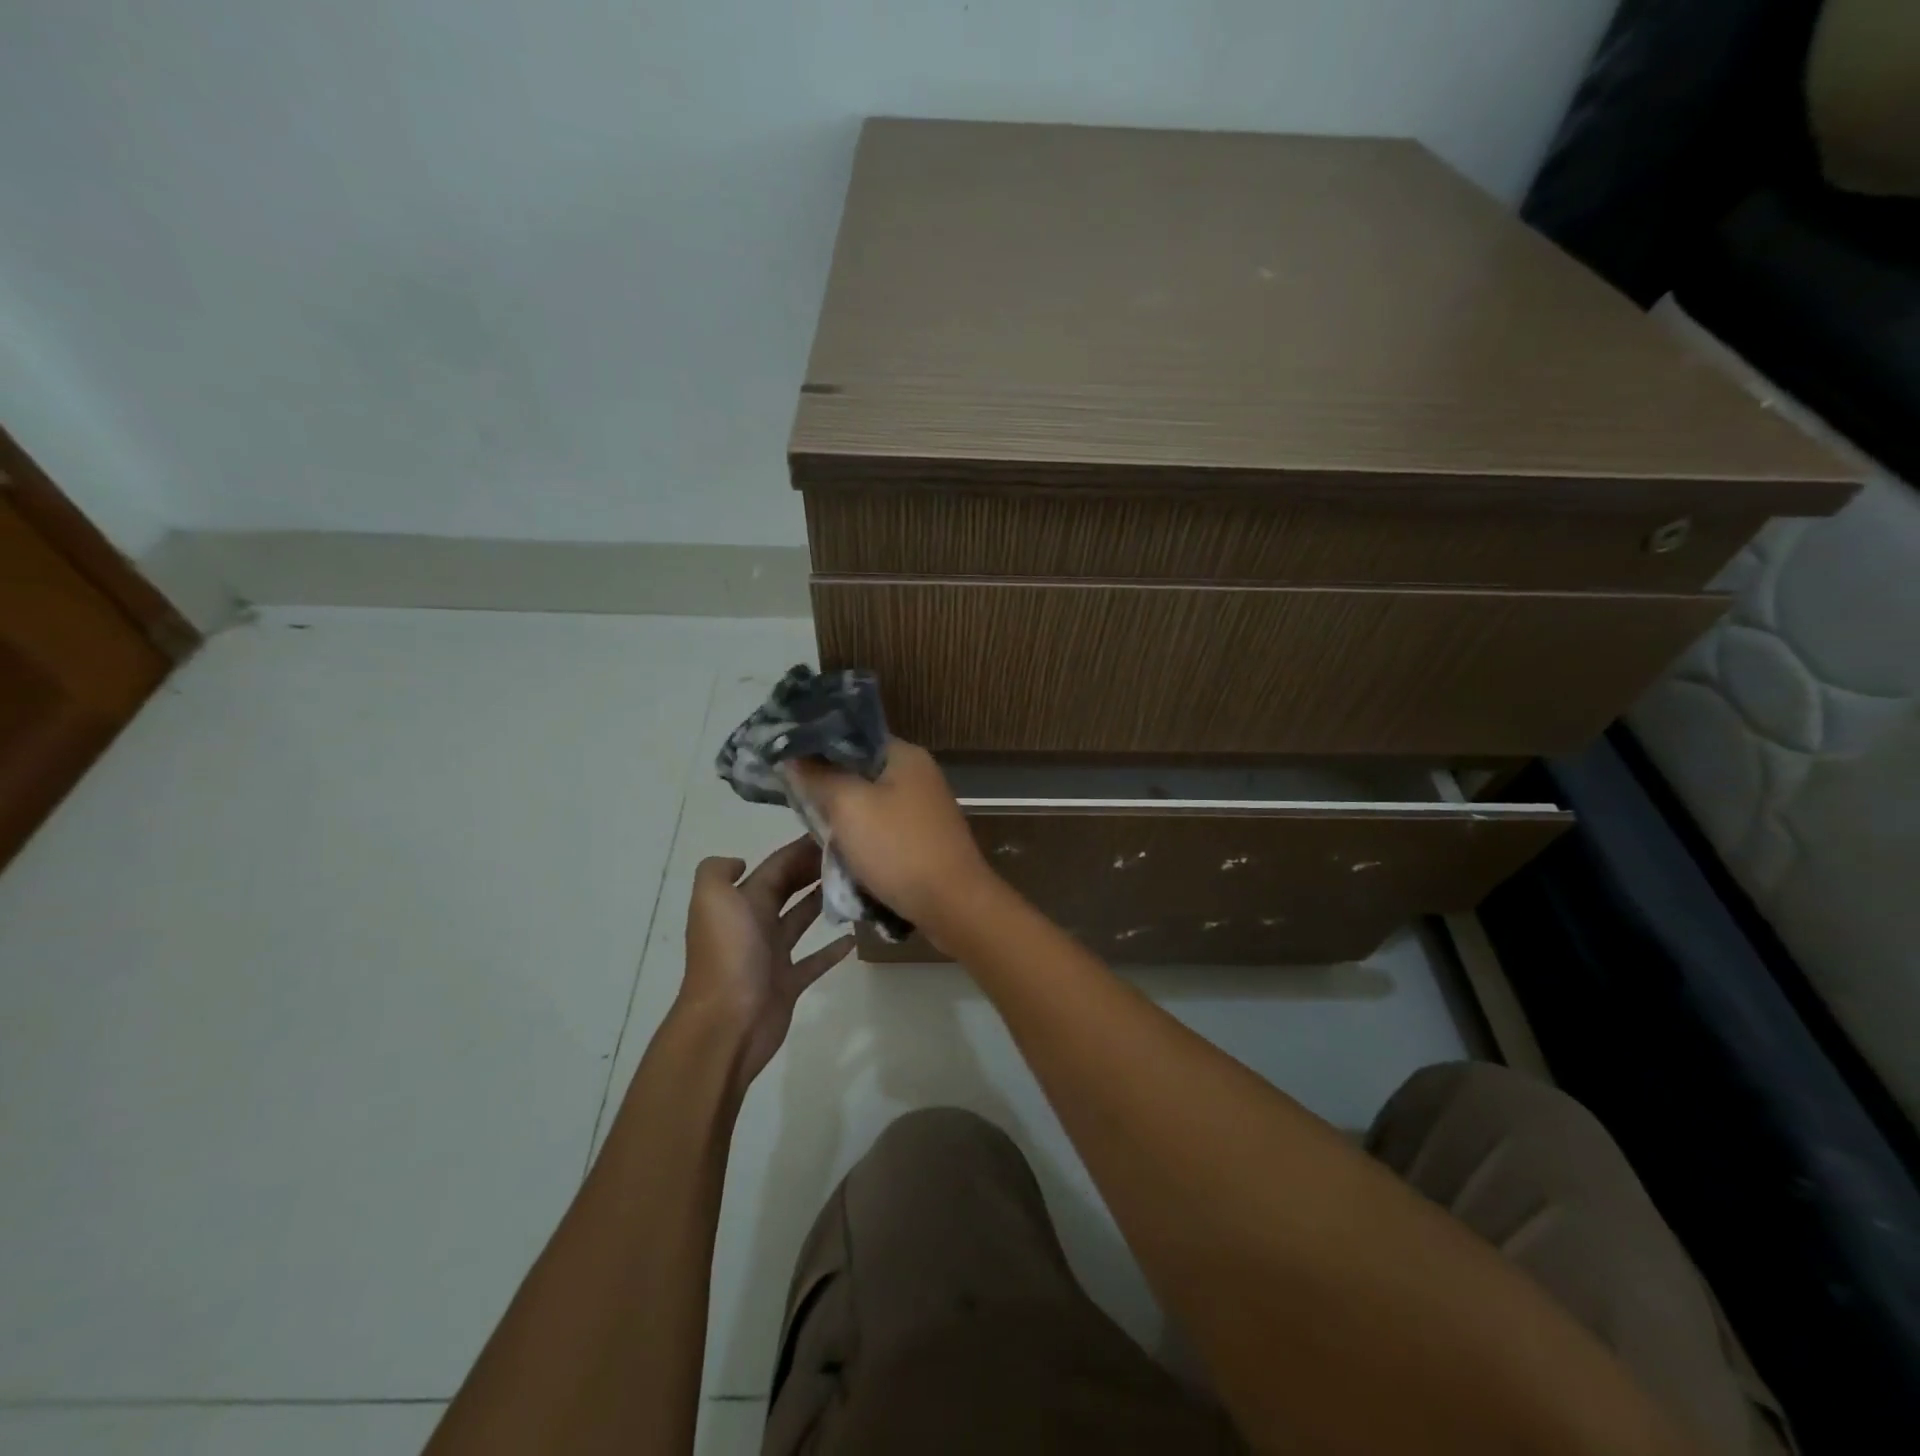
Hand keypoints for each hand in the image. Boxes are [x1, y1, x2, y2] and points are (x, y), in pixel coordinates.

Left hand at [679, 838, 854, 1094]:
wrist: (725, 1023)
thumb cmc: (727, 955)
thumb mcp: (711, 899)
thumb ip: (718, 871)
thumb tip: (741, 861)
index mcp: (741, 902)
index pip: (775, 867)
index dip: (800, 849)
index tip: (835, 833)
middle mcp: (755, 923)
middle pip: (788, 888)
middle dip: (813, 870)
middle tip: (852, 856)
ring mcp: (772, 955)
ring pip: (801, 920)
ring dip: (823, 902)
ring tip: (856, 887)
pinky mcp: (788, 983)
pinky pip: (813, 961)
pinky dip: (831, 949)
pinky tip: (854, 937)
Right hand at [786, 740, 997, 943]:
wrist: (953, 905)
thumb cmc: (899, 848)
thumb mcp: (848, 806)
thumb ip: (819, 776)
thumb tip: (793, 755)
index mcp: (905, 755)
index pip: (852, 736)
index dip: (818, 747)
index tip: (787, 765)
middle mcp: (918, 774)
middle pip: (859, 771)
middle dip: (828, 788)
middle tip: (798, 804)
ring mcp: (924, 809)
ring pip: (869, 804)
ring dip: (844, 819)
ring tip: (816, 832)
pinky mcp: (923, 839)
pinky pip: (882, 831)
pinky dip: (862, 840)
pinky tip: (842, 855)